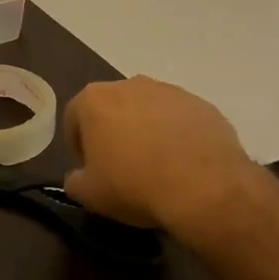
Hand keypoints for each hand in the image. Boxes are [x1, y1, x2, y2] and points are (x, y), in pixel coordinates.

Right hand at [62, 76, 263, 235]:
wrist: (205, 188)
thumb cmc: (134, 185)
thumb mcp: (89, 194)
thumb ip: (75, 180)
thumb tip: (78, 177)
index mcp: (95, 99)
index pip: (73, 118)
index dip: (78, 146)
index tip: (89, 169)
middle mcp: (130, 85)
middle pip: (112, 108)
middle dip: (113, 133)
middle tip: (121, 167)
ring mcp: (170, 92)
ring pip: (148, 111)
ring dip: (146, 132)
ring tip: (156, 167)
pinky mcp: (203, 105)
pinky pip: (180, 120)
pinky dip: (177, 136)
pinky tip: (183, 165)